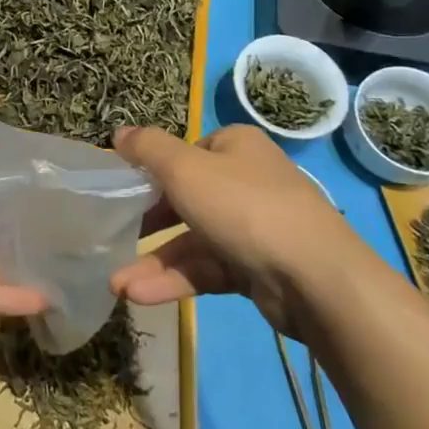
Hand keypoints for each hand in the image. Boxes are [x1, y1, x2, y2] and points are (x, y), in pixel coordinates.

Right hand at [109, 123, 359, 334]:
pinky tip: (141, 296)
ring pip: (192, 240)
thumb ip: (147, 149)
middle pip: (185, 197)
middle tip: (113, 236)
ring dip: (155, 261)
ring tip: (117, 284)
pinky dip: (175, 280)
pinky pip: (207, 269)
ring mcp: (252, 227)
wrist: (315, 278)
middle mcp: (246, 181)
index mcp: (235, 147)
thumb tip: (119, 132)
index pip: (185, 152)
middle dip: (147, 223)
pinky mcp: (255, 268)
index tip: (122, 190)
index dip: (152, 170)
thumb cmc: (243, 206)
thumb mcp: (184, 168)